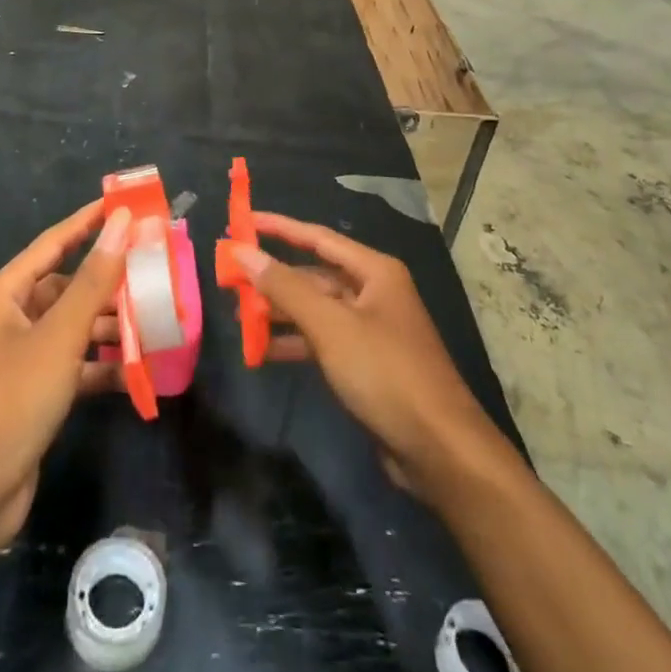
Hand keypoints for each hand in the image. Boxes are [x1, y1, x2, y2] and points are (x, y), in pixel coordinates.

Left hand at [0, 200, 132, 557]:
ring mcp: (21, 359)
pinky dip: (103, 365)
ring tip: (157, 320)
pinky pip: (75, 365)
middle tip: (156, 269)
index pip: (55, 242)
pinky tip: (140, 370)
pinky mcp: (33, 395)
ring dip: (112, 325)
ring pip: (74, 327)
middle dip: (110, 280)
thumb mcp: (59, 336)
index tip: (129, 205)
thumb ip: (95, 280)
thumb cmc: (9, 401)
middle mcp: (11, 319)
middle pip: (68, 286)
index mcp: (6, 293)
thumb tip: (122, 223)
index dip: (90, 221)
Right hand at [232, 214, 503, 501]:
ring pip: (316, 309)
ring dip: (280, 312)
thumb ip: (285, 287)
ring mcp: (371, 330)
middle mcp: (374, 292)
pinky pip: (322, 340)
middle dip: (274, 278)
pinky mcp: (366, 364)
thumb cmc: (385, 373)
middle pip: (314, 275)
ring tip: (238, 317)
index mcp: (374, 271)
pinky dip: (294, 342)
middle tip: (231, 280)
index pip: (317, 238)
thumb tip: (243, 250)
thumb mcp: (330, 326)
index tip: (242, 221)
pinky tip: (264, 351)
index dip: (278, 227)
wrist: (439, 450)